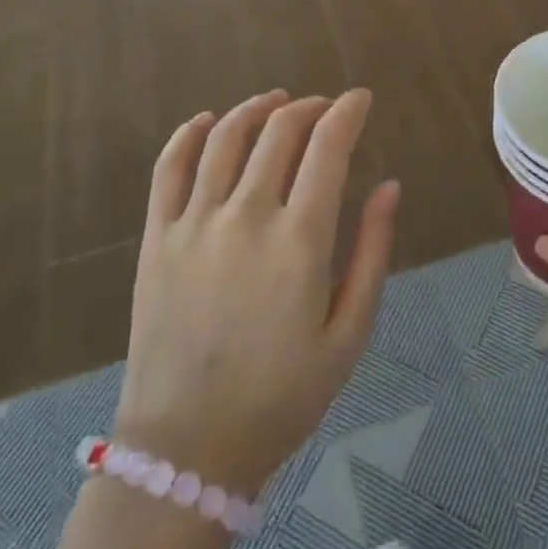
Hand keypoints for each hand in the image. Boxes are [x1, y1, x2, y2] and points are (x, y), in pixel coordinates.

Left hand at [113, 90, 400, 498]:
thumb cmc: (282, 396)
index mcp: (300, 239)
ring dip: (257, 108)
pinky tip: (209, 120)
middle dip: (310, 107)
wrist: (189, 449)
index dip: (347, 112)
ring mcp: (195, 222)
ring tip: (277, 102)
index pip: (328, 146)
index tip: (360, 99)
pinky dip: (190, 133)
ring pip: (227, 137)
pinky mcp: (157, 236)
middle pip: (280, 131)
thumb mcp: (349, 334)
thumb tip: (390, 186)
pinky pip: (170, 166)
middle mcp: (247, 215)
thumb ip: (373, 252)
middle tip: (325, 108)